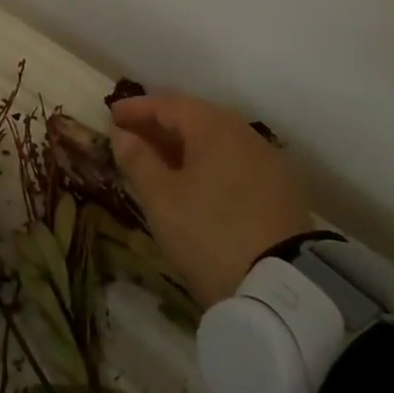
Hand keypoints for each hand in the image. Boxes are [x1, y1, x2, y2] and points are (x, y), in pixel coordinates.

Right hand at [110, 90, 313, 307]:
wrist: (281, 288)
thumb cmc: (208, 231)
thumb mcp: (161, 198)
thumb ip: (138, 160)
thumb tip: (123, 135)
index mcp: (214, 127)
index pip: (169, 104)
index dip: (137, 108)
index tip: (111, 115)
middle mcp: (244, 134)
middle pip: (195, 118)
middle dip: (160, 125)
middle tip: (132, 136)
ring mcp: (267, 162)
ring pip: (216, 141)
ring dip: (184, 145)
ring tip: (158, 161)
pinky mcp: (280, 191)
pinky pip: (233, 162)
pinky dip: (207, 163)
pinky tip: (194, 182)